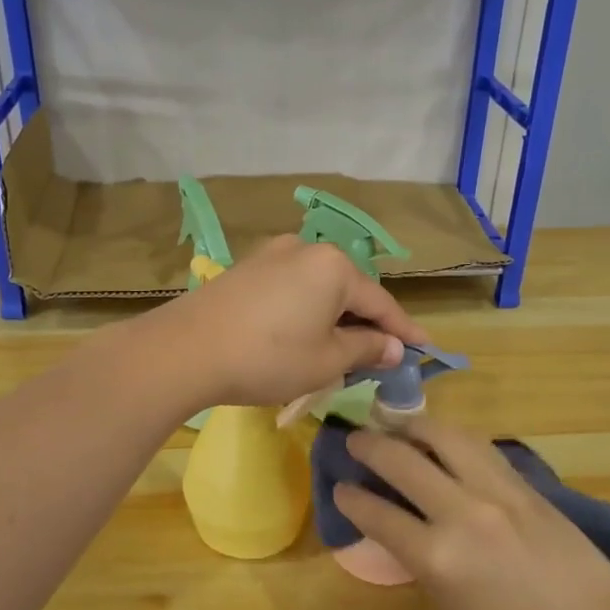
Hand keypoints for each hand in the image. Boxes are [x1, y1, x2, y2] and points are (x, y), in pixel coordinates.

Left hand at [155, 236, 429, 408]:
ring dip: (334, 317)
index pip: (381, 302)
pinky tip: (301, 334)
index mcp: (334, 266)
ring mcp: (271, 255)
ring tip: (340, 347)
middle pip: (349, 290)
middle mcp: (305, 249)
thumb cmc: (268, 357)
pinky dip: (305, 310)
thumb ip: (366, 349)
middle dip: (366, 322)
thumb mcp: (326, 360)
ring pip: (318, 288)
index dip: (404, 330)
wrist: (186, 350)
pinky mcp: (245, 269)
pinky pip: (291, 288)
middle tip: (380, 354)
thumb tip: (394, 347)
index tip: (424, 349)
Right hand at [335, 417, 609, 609]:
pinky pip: (478, 446)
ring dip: (412, 425)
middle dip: (369, 445)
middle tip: (355, 438)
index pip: (378, 514)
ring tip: (397, 426)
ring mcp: (495, 491)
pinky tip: (442, 439)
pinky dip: (451, 437)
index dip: (350, 498)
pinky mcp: (523, 482)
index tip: (339, 488)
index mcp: (437, 557)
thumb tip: (404, 533)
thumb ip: (424, 565)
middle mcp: (461, 512)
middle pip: (401, 460)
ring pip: (444, 435)